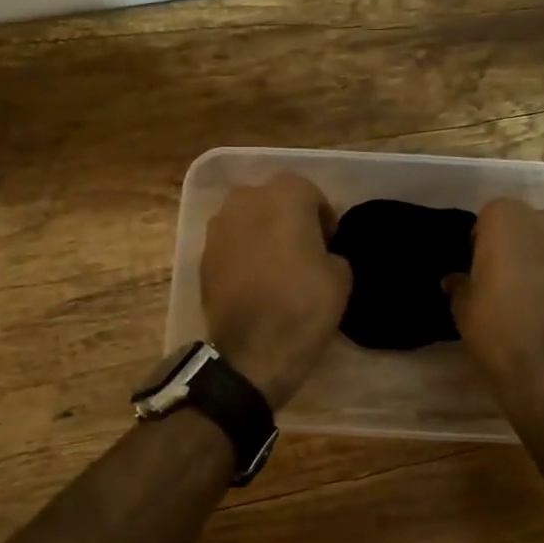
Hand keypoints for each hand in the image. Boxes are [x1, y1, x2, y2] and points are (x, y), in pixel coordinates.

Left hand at [201, 173, 351, 407]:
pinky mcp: (202, 256)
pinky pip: (229, 244)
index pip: (308, 191)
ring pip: (246, 219)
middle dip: (287, 217)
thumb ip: (330, 252)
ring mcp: (218, 228)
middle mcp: (245, 201)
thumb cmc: (303, 305)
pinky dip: (242, 254)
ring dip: (261, 233)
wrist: (253, 351)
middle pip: (271, 199)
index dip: (321, 215)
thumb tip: (318, 255)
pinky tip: (255, 281)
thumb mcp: (341, 276)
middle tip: (302, 248)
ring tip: (276, 265)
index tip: (329, 242)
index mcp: (284, 196)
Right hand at [448, 198, 543, 386]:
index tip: (477, 265)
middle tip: (503, 274)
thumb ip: (460, 285)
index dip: (482, 240)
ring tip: (531, 288)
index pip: (489, 216)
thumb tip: (456, 280)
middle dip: (516, 241)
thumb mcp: (463, 307)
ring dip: (543, 255)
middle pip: (526, 222)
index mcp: (506, 219)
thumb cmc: (497, 327)